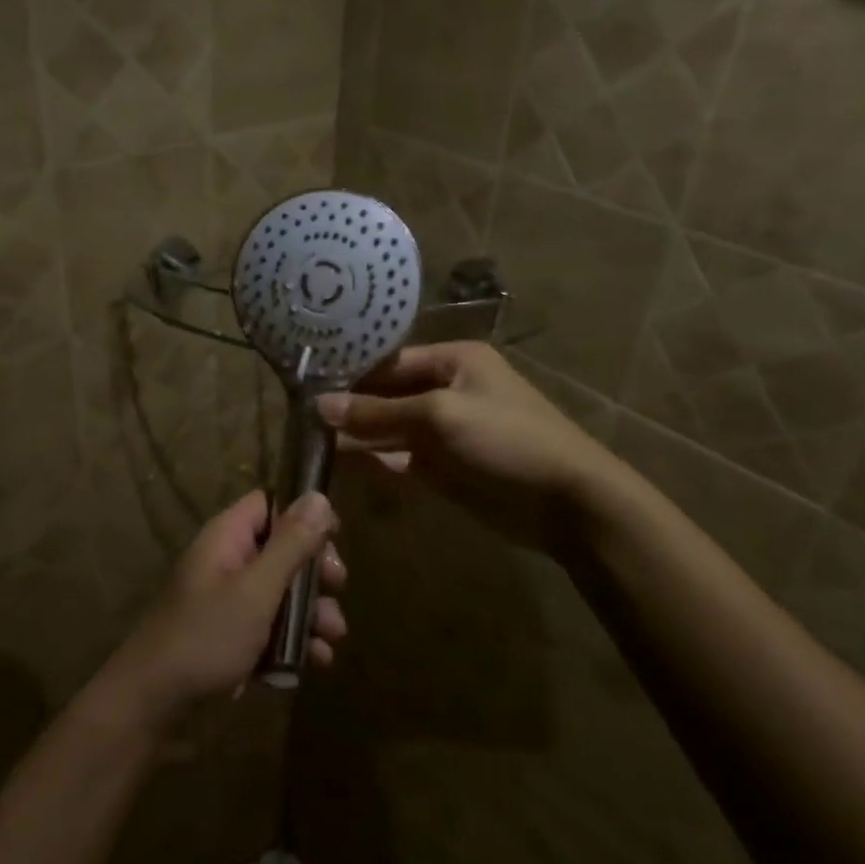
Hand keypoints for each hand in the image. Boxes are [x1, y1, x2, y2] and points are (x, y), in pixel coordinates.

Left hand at [103, 490, 345, 723]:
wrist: (154, 702)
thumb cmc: (206, 636)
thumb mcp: (256, 589)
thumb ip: (290, 545)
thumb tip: (318, 496)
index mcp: (227, 538)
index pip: (269, 504)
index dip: (302, 514)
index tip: (334, 536)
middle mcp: (229, 562)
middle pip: (282, 549)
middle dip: (315, 571)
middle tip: (338, 586)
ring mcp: (230, 601)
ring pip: (283, 593)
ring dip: (312, 612)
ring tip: (333, 636)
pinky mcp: (233, 637)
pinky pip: (272, 627)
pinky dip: (295, 640)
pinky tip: (316, 660)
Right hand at [319, 341, 626, 554]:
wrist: (565, 502)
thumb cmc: (506, 439)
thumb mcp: (440, 416)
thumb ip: (379, 411)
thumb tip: (321, 406)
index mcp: (452, 361)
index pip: (389, 361)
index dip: (350, 374)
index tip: (305, 385)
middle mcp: (445, 389)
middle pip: (385, 395)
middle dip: (348, 406)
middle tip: (299, 417)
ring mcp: (442, 430)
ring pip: (388, 428)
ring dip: (356, 435)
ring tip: (309, 440)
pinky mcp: (441, 466)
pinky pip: (397, 457)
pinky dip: (372, 460)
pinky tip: (339, 463)